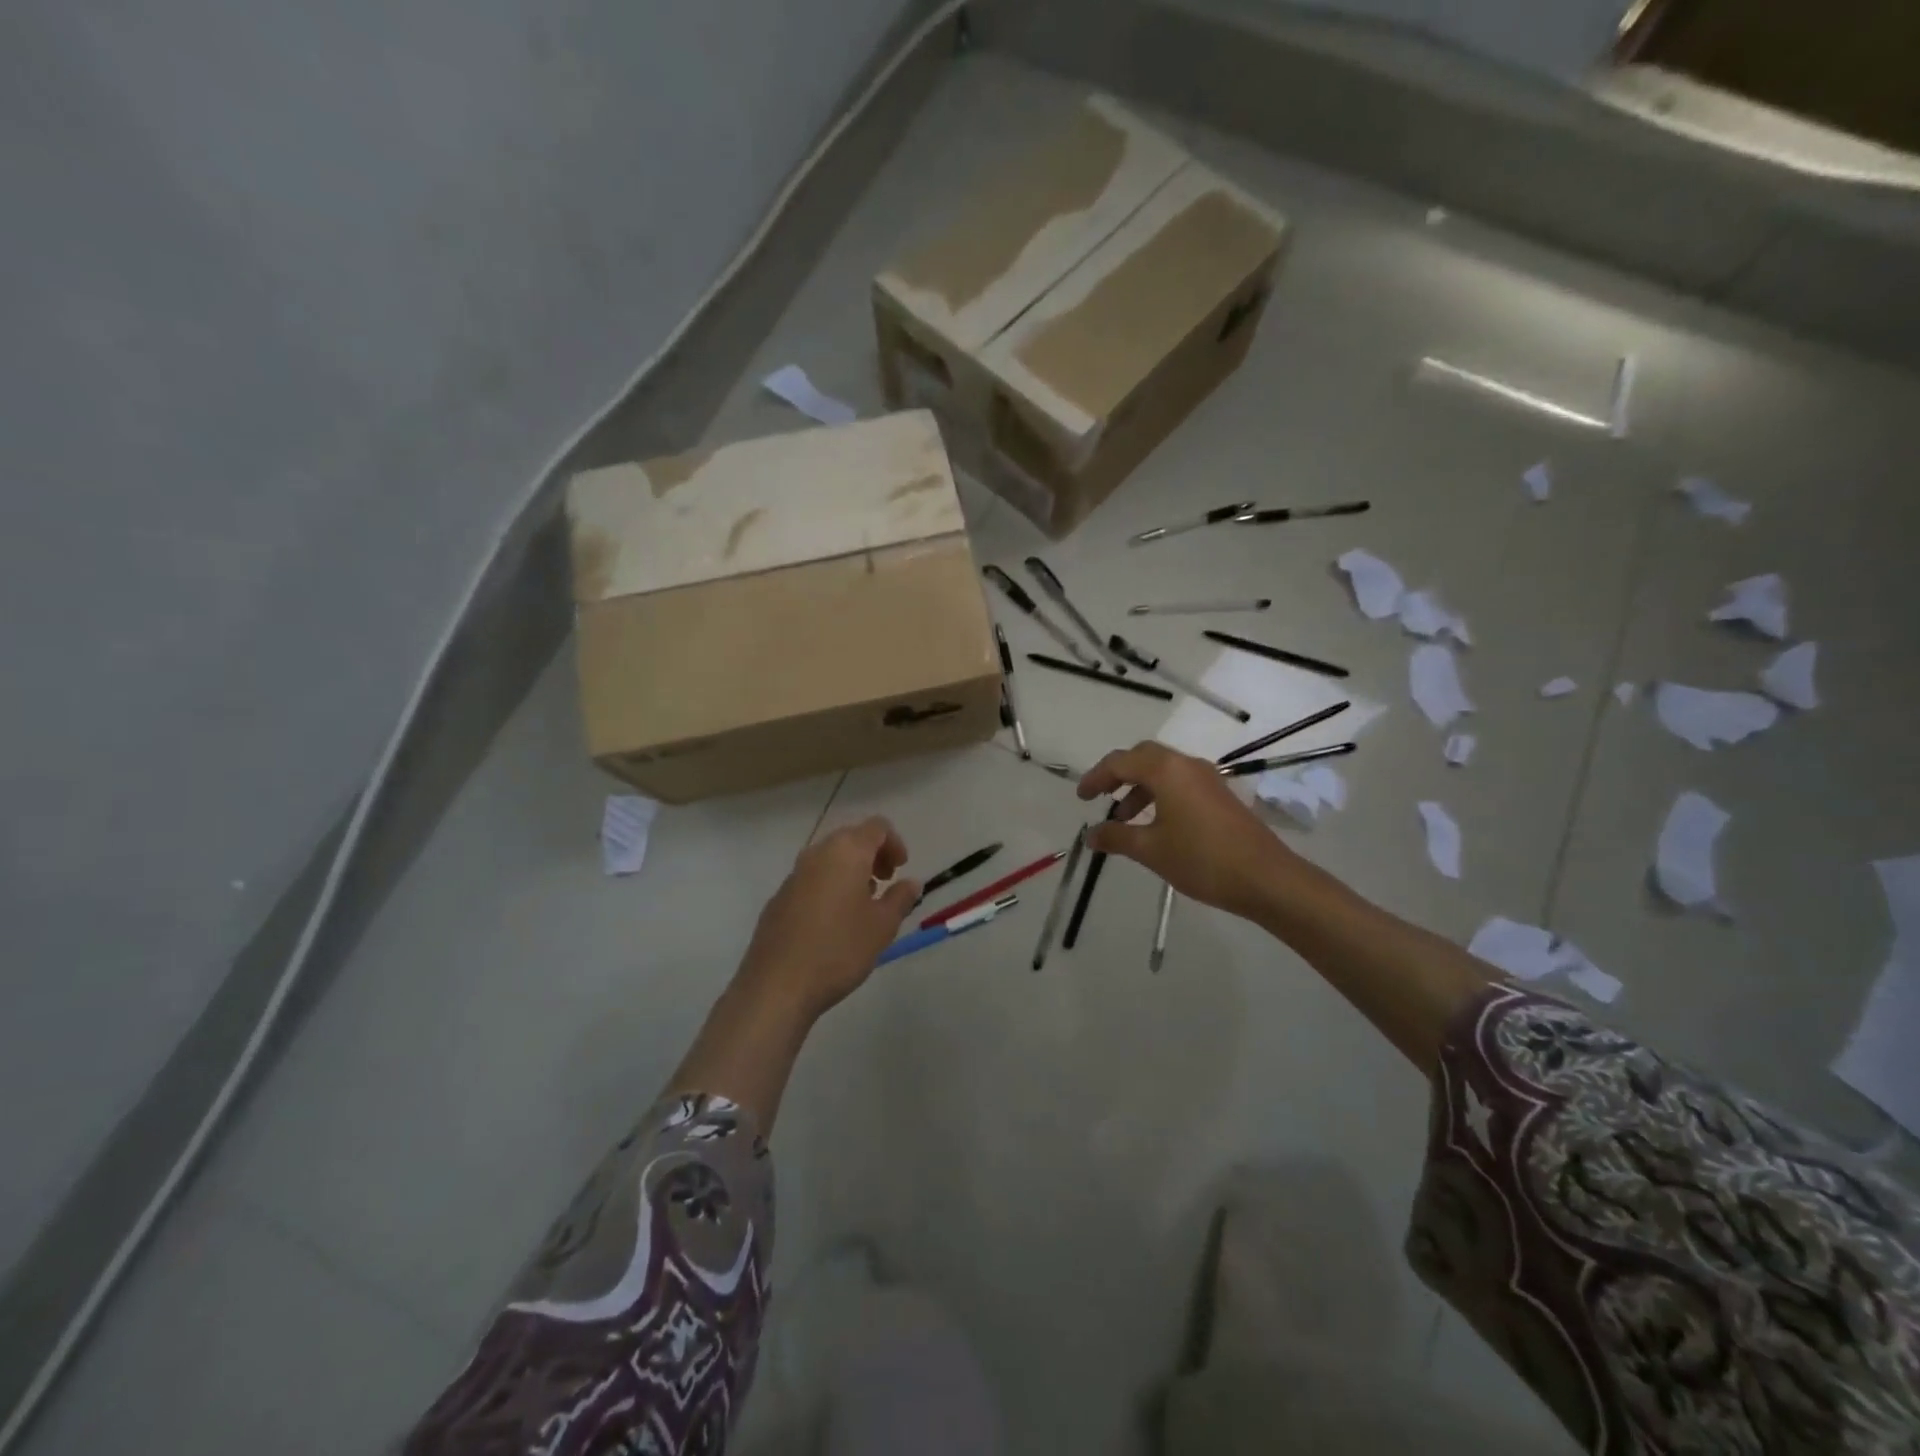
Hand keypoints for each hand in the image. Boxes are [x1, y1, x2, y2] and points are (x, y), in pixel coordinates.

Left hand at [736, 817, 918, 1020]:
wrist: (777, 985)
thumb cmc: (839, 949)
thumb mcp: (882, 926)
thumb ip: (900, 898)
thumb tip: (911, 882)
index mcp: (846, 852)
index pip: (877, 827)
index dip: (895, 843)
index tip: (901, 870)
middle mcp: (817, 854)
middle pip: (851, 838)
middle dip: (873, 855)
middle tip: (885, 884)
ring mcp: (793, 875)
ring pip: (829, 859)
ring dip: (851, 871)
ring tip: (862, 905)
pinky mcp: (778, 897)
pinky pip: (811, 880)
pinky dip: (829, 887)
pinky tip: (833, 923)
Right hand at [1078, 742, 1301, 918]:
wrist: (1266, 878)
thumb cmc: (1202, 860)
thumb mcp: (1151, 850)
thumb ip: (1117, 838)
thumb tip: (1090, 835)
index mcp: (1166, 770)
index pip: (1120, 762)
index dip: (1096, 777)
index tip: (1081, 798)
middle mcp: (1186, 765)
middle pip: (1143, 757)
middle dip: (1118, 775)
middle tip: (1100, 798)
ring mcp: (1208, 778)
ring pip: (1163, 770)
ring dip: (1139, 787)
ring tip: (1124, 818)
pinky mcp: (1220, 795)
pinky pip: (1180, 783)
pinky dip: (1159, 794)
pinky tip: (1155, 824)